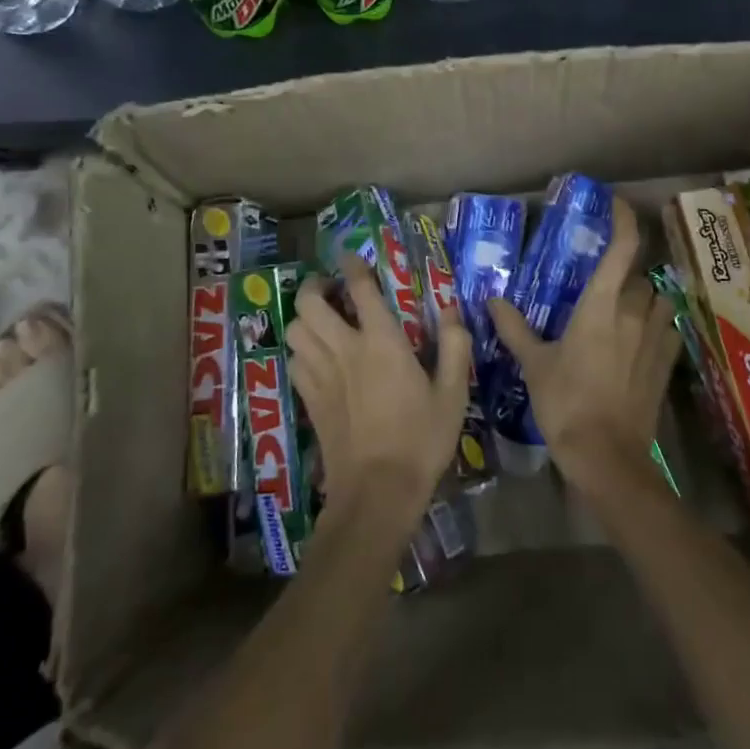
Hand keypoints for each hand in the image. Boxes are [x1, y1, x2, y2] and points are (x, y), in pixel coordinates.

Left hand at [289, 255, 469, 539]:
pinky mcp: (309, 399)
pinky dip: (302, 348)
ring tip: (323, 320)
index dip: (353, 265)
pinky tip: (318, 356)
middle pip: (309, 302)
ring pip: (295, 329)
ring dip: (305, 316)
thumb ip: (455, 345)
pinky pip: (294, 360)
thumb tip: (450, 309)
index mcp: (381, 342)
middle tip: (333, 290)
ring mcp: (321, 375)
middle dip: (315, 286)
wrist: (377, 492)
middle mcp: (344, 349)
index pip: (360, 288)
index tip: (353, 257)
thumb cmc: (421, 439)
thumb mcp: (453, 393)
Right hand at [489, 198, 681, 496]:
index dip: (623, 220)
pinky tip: (640, 341)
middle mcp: (634, 314)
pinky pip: (668, 332)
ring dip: (645, 299)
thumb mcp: (534, 364)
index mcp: (601, 306)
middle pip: (640, 276)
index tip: (615, 203)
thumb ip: (514, 328)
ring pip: (660, 301)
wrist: (607, 456)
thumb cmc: (566, 402)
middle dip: (625, 274)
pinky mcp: (667, 365)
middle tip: (601, 284)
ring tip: (624, 311)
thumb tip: (492, 300)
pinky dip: (657, 328)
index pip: (622, 249)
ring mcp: (656, 340)